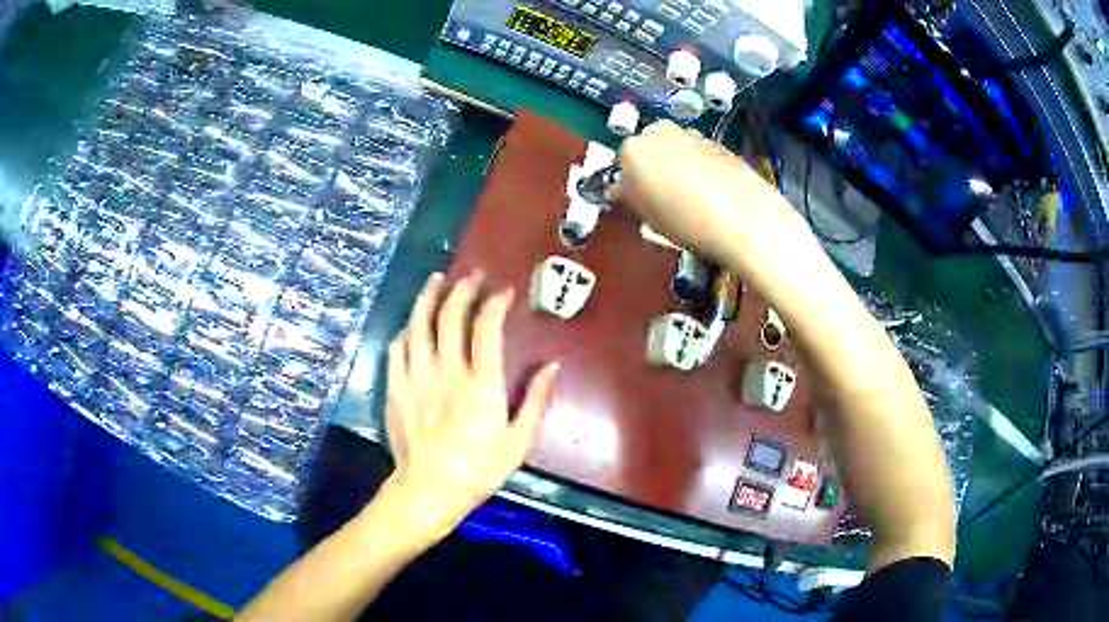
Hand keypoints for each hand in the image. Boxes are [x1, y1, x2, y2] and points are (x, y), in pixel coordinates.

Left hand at [378, 272, 559, 543]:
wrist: (429, 489)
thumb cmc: (479, 469)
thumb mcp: (519, 441)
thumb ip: (536, 399)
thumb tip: (552, 364)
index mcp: (481, 384)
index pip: (486, 327)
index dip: (496, 303)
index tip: (504, 292)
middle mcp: (447, 371)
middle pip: (450, 315)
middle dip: (463, 289)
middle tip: (473, 276)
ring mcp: (416, 377)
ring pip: (418, 323)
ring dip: (429, 296)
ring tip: (437, 279)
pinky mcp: (395, 387)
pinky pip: (397, 347)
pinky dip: (407, 329)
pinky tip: (413, 323)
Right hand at [613, 121, 812, 271]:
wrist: (745, 218)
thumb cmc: (687, 222)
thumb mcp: (648, 218)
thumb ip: (630, 197)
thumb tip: (622, 190)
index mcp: (634, 149)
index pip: (621, 163)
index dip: (629, 184)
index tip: (636, 202)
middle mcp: (660, 132)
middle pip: (649, 149)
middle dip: (652, 169)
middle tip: (662, 199)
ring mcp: (692, 134)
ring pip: (675, 150)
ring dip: (676, 167)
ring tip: (690, 199)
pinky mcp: (718, 143)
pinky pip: (699, 154)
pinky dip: (699, 168)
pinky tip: (710, 193)